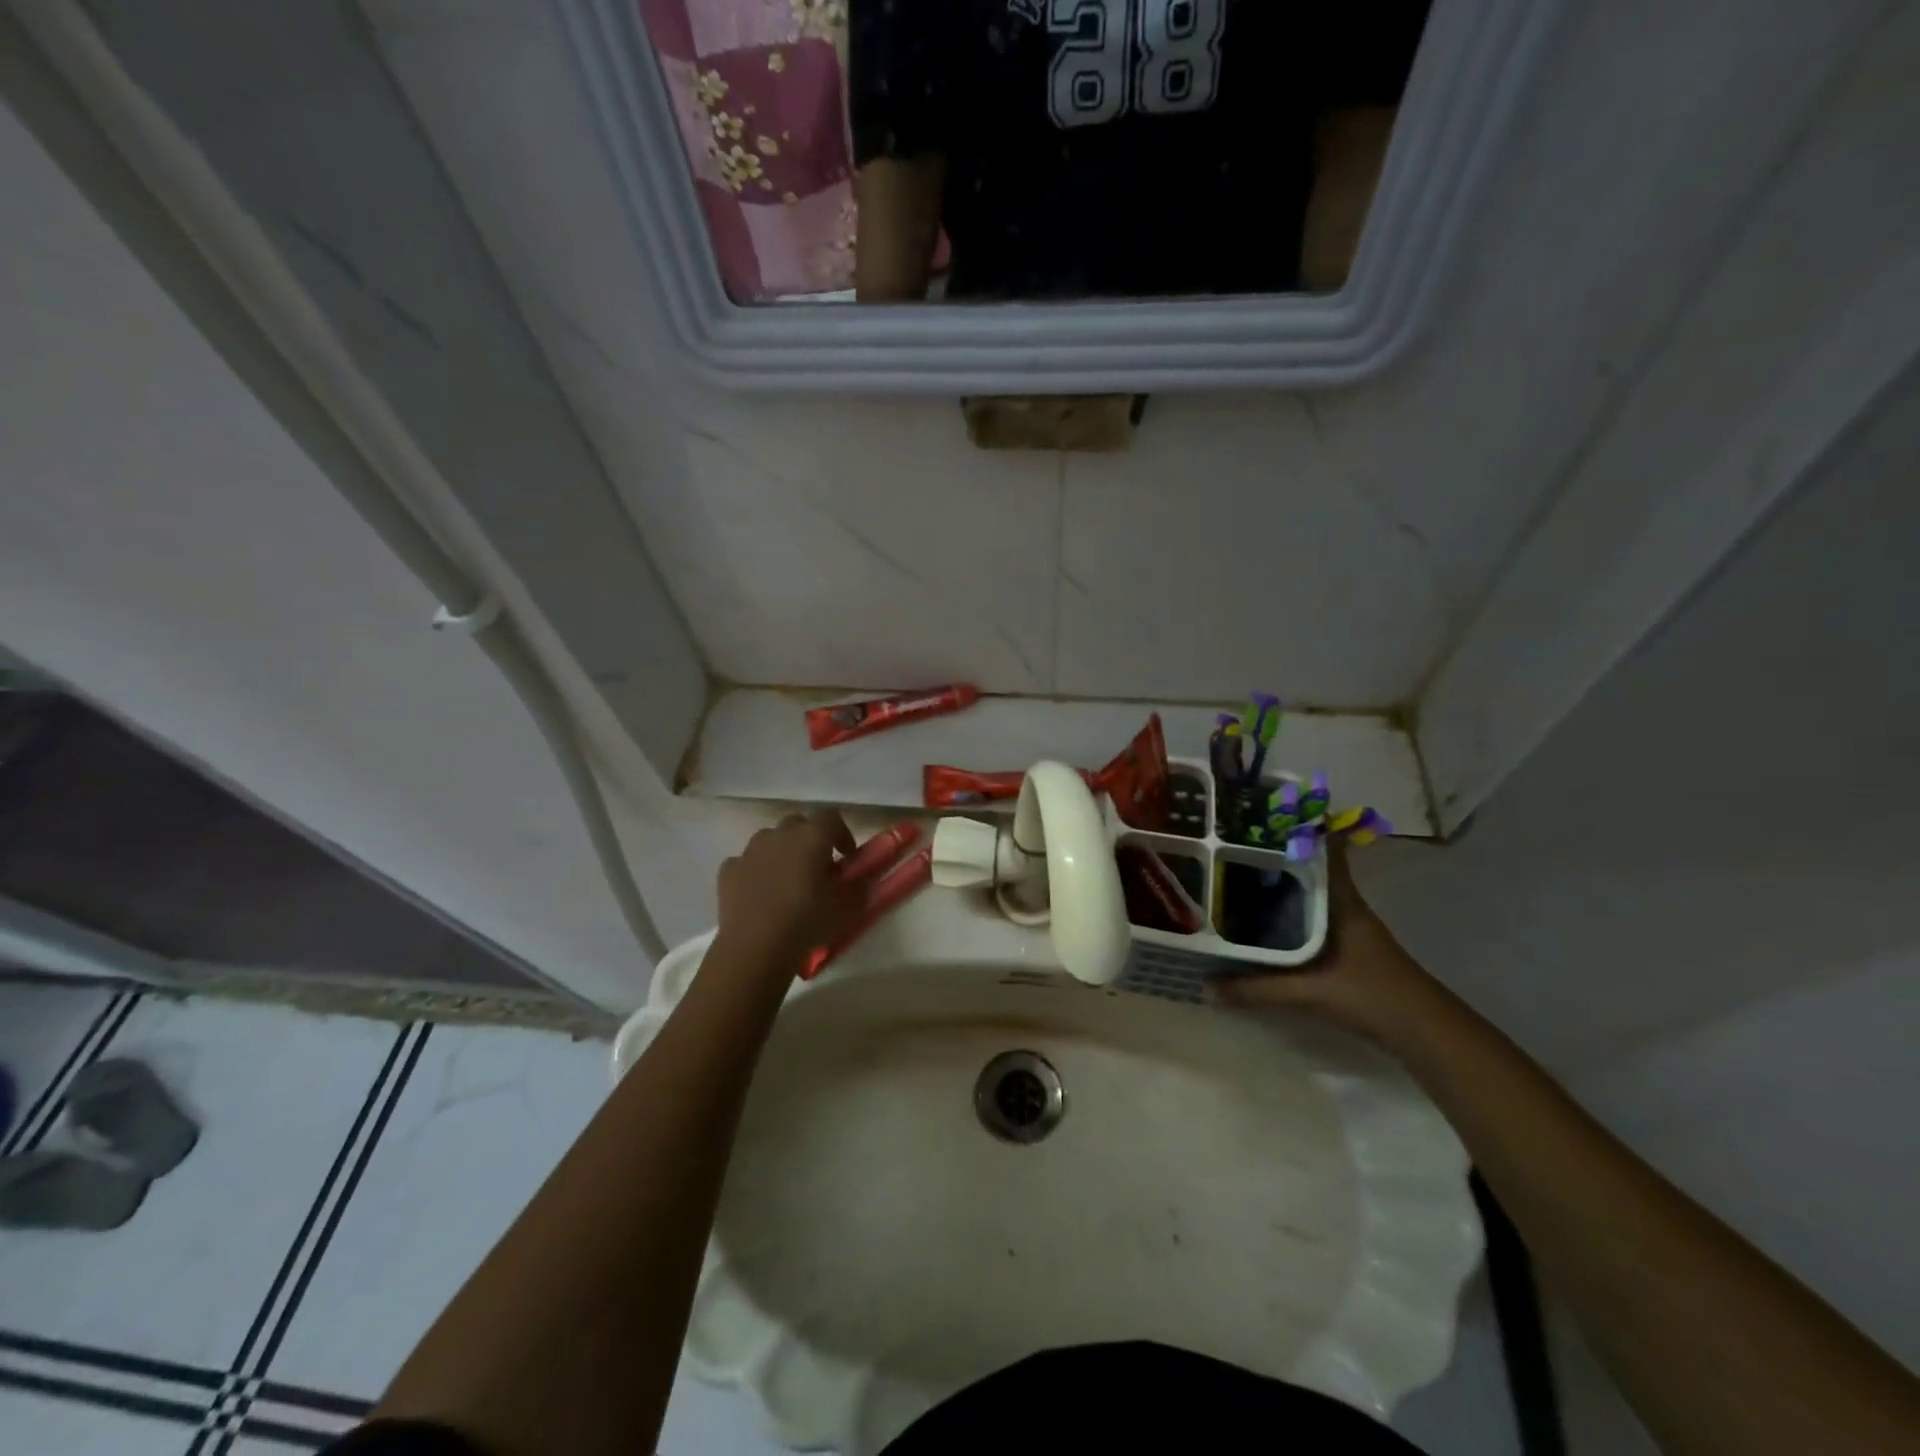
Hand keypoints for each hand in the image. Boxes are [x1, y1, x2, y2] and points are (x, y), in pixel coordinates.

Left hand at [712, 811, 863, 979]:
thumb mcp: (847, 908)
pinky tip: (760, 893)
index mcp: (812, 837)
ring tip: (787, 879)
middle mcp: (780, 834)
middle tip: (818, 866)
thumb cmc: (807, 922)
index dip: (842, 833)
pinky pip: (746, 862)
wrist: (755, 948)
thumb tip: (862, 879)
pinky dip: (755, 871)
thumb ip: (859, 887)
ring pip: (770, 839)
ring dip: (781, 851)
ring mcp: (750, 850)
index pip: (832, 817)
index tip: (847, 856)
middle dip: (810, 839)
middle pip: (798, 823)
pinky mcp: (728, 870)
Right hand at [1208, 840, 1445, 1047]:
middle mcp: (1343, 906)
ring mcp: (1346, 927)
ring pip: (1306, 895)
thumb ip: (1256, 990)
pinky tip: (1259, 923)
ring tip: (1233, 879)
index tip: (1265, 814)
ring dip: (1278, 887)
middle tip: (1229, 846)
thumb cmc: (1371, 996)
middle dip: (1273, 857)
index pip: (1324, 850)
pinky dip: (1284, 915)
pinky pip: (1307, 919)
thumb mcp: (1308, 992)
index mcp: (1340, 901)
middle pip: (1307, 870)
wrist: (1425, 1033)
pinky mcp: (1344, 949)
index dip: (1300, 828)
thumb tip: (1206, 987)